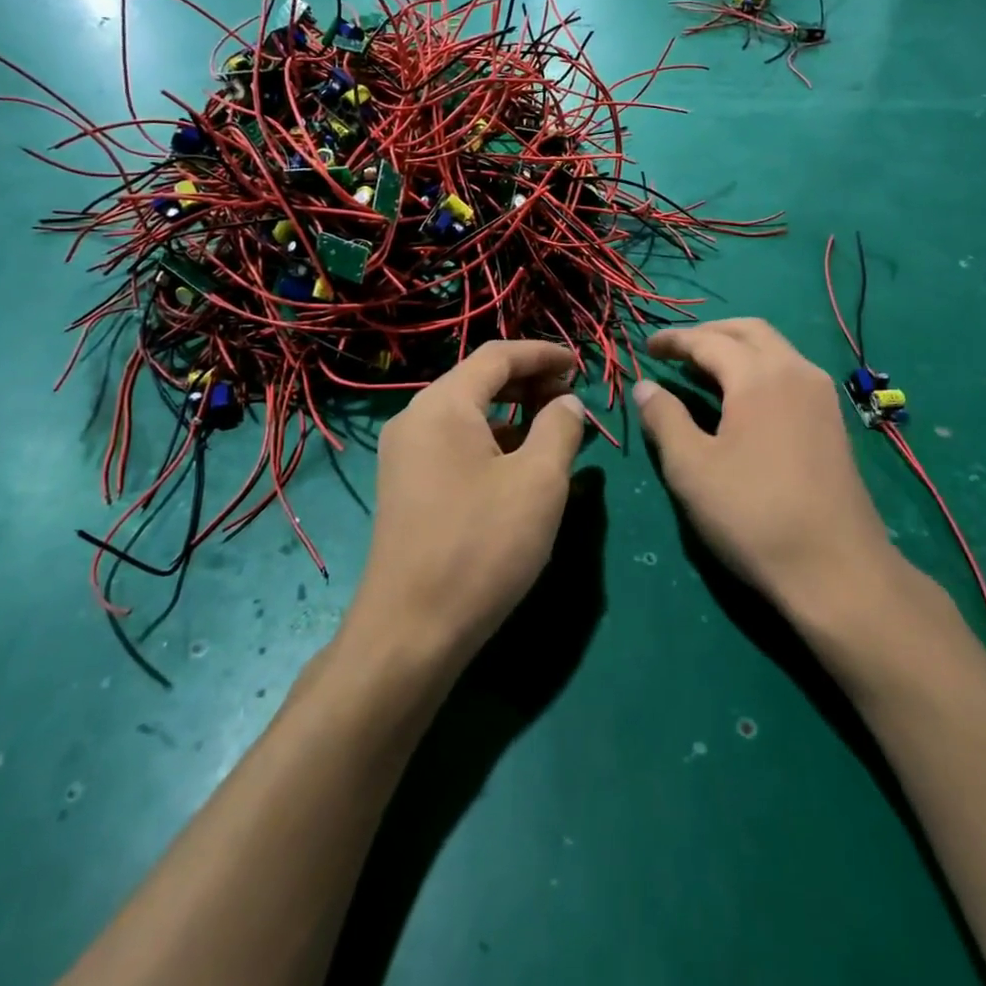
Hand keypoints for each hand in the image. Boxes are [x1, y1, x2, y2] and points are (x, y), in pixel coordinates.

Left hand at [351, 340, 585, 667]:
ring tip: (554, 432)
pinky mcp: (407, 488)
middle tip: (571, 398)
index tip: (580, 364)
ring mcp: (405, 455)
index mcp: (443, 405)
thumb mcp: (539, 481)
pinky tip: (520, 468)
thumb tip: (566, 403)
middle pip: (478, 381)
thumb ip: (560, 428)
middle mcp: (415, 419)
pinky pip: (455, 445)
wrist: (411, 632)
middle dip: (529, 383)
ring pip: (467, 416)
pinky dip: (492, 443)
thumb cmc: (482, 545)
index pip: (497, 356)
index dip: (542, 354)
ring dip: (513, 415)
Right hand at [636, 319, 896, 615]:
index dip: (675, 341)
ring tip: (705, 370)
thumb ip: (664, 419)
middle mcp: (796, 371)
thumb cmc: (753, 515)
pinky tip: (743, 398)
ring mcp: (821, 395)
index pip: (709, 341)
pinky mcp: (833, 420)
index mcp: (759, 376)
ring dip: (737, 348)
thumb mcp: (692, 468)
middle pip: (749, 332)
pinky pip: (790, 372)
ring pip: (775, 349)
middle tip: (677, 351)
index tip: (647, 348)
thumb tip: (645, 386)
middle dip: (710, 334)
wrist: (836, 569)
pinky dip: (759, 368)